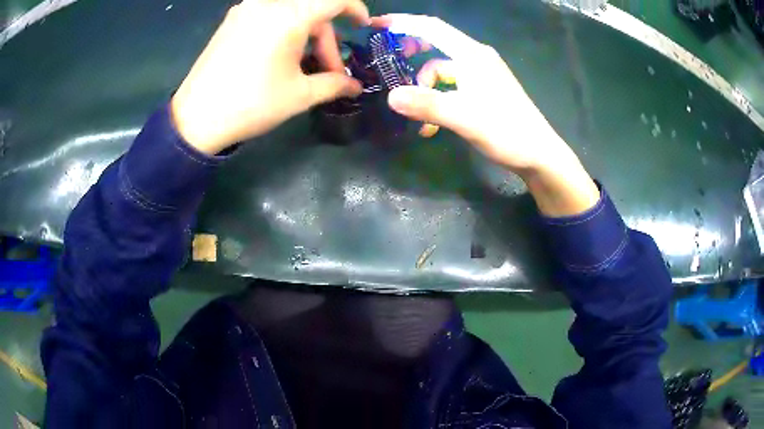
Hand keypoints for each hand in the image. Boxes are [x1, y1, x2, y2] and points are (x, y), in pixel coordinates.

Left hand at [171, 0, 370, 154]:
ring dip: (305, 36)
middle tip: (328, 71)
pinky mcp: (231, 21)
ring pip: (290, 13)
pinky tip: (279, 56)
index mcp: (289, 16)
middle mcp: (268, 4)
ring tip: (302, 67)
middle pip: (311, 10)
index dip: (355, 9)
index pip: (335, 0)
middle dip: (326, 39)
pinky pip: (268, 16)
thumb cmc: (251, 104)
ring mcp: (246, 10)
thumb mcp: (299, 95)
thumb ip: (334, 84)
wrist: (195, 119)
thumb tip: (356, 86)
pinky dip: (283, 31)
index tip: (362, 26)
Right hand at [372, 14, 599, 215]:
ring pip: (442, 72)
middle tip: (389, 65)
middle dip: (411, 55)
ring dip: (425, 92)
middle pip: (435, 45)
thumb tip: (391, 97)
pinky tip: (432, 127)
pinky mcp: (484, 90)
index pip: (432, 28)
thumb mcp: (464, 118)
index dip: (402, 22)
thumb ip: (427, 105)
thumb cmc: (507, 132)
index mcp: (472, 55)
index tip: (376, 25)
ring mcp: (481, 75)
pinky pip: (452, 87)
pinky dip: (439, 102)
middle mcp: (476, 58)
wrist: (540, 155)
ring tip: (419, 122)